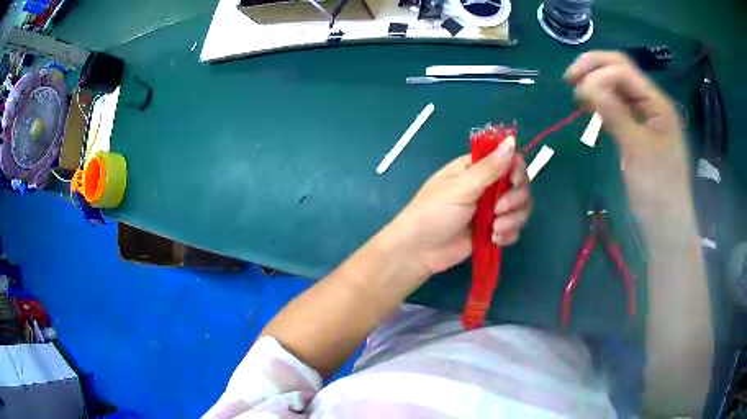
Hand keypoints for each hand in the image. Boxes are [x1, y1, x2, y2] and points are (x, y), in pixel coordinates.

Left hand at [385, 136, 531, 275]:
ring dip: (513, 219)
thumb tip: (511, 141)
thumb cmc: (433, 212)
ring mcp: (491, 210)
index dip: (517, 170)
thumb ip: (490, 168)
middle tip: (498, 209)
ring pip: (520, 208)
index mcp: (476, 168)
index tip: (513, 182)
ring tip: (494, 229)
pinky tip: (494, 239)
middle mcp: (487, 186)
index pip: (509, 160)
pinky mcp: (492, 231)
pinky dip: (509, 234)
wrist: (418, 250)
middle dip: (515, 199)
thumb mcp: (461, 187)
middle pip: (519, 185)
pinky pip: (514, 228)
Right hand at [564, 51, 690, 217]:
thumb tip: (586, 86)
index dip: (598, 73)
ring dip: (597, 85)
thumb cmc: (658, 191)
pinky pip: (619, 108)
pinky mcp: (638, 132)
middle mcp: (652, 104)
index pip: (623, 70)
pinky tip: (590, 108)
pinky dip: (603, 103)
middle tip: (569, 81)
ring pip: (618, 89)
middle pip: (621, 72)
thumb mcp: (637, 150)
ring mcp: (646, 118)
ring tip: (577, 95)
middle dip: (594, 70)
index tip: (576, 91)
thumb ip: (615, 114)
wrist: (666, 227)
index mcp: (658, 104)